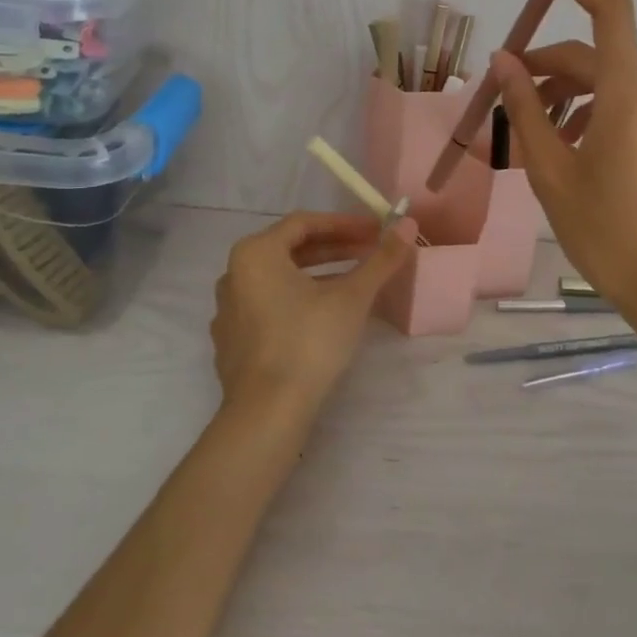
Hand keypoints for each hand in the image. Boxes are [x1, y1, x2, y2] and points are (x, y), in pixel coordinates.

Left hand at [211, 212, 410, 417]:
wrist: (266, 413)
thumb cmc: (308, 342)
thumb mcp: (352, 297)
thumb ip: (381, 259)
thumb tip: (407, 225)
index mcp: (255, 253)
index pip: (305, 223)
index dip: (344, 223)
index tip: (376, 230)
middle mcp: (234, 274)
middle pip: (290, 249)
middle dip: (334, 248)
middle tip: (370, 252)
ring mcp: (229, 310)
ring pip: (280, 279)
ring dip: (319, 274)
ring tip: (355, 281)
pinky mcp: (232, 341)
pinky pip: (269, 305)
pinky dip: (299, 300)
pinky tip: (325, 315)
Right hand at [491, 0, 636, 339]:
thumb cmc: (603, 233)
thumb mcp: (550, 172)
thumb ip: (525, 109)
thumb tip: (503, 60)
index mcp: (628, 97)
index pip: (609, 9)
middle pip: (597, 59)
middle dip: (550, 70)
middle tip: (512, 100)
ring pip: (616, 86)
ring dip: (575, 97)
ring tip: (544, 138)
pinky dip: (603, 114)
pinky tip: (583, 151)